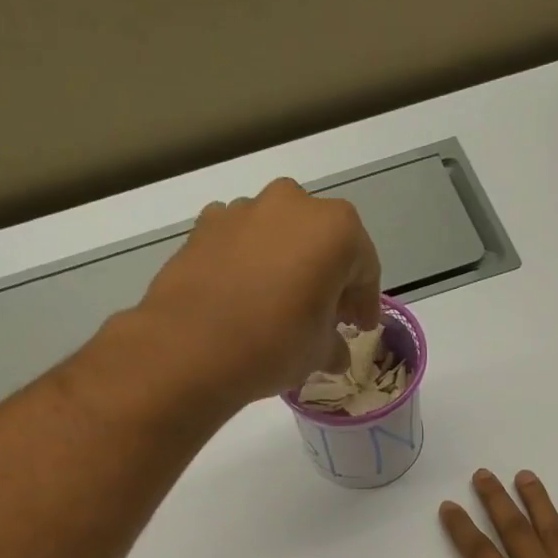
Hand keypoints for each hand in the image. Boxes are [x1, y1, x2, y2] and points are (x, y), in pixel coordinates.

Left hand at [131, 178, 381, 408]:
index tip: (361, 328)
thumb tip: (335, 351)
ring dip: (288, 265)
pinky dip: (250, 263)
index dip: (366, 302)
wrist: (191, 347)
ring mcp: (244, 209)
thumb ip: (335, 344)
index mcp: (335, 229)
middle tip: (328, 314)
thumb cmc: (274, 345)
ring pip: (280, 236)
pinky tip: (245, 297)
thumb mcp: (319, 353)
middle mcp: (292, 204)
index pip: (365, 268)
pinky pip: (242, 242)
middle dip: (329, 276)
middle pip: (323, 242)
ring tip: (282, 305)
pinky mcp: (205, 225)